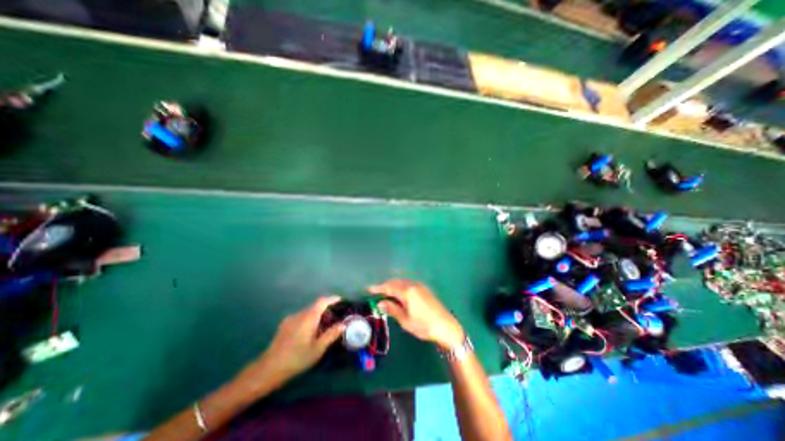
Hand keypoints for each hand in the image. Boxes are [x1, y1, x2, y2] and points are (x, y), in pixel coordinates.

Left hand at [244, 298, 343, 387]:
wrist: (268, 369)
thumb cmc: (296, 358)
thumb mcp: (318, 348)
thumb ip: (331, 334)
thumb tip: (343, 324)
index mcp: (309, 317)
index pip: (322, 301)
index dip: (332, 299)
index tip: (340, 300)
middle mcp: (299, 314)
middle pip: (315, 306)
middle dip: (326, 310)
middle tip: (334, 320)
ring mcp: (290, 319)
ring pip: (308, 312)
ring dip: (317, 316)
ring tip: (323, 328)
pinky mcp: (284, 325)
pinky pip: (301, 317)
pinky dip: (309, 320)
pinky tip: (309, 333)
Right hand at [369, 280, 460, 349]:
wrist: (446, 326)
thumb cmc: (424, 326)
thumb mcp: (406, 320)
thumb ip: (392, 309)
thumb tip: (380, 303)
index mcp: (407, 292)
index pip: (389, 287)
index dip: (378, 288)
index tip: (369, 289)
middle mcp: (413, 285)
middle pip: (395, 282)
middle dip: (385, 286)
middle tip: (376, 292)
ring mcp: (419, 286)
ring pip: (402, 282)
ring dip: (393, 285)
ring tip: (386, 292)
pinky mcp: (424, 289)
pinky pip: (408, 283)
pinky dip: (401, 286)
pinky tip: (399, 292)